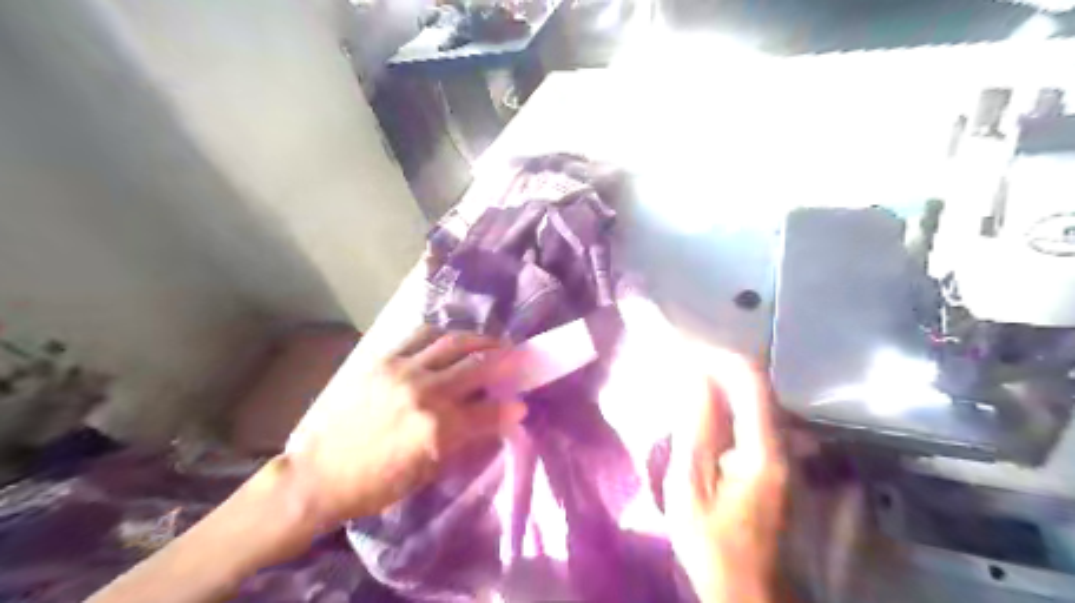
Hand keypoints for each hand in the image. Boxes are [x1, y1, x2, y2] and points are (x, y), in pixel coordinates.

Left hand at [280, 328, 524, 529]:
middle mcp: (427, 393)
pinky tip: (453, 341)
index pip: (491, 411)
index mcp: (439, 429)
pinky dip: (444, 336)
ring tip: (494, 341)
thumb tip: (494, 423)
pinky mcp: (384, 359)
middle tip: (519, 358)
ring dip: (481, 340)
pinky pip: (422, 335)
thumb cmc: (375, 485)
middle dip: (507, 361)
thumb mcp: (428, 474)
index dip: (512, 409)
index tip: (522, 405)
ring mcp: (404, 371)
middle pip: (479, 365)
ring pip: (454, 342)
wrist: (318, 475)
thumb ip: (465, 443)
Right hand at [664, 345, 787, 601]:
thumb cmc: (710, 543)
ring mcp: (784, 453)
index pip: (750, 380)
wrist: (745, 589)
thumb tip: (696, 377)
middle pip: (757, 384)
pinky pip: (753, 416)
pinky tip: (702, 408)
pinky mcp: (776, 461)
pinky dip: (726, 401)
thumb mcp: (690, 487)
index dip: (718, 355)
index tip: (685, 347)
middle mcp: (784, 444)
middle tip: (680, 358)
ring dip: (721, 381)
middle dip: (718, 364)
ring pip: (755, 398)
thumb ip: (695, 429)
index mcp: (763, 450)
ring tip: (686, 377)